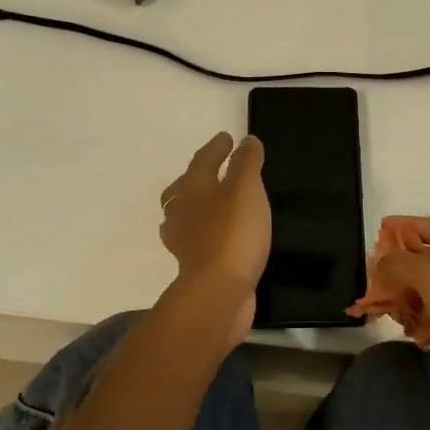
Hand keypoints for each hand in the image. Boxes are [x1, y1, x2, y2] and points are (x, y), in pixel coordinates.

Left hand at [158, 132, 268, 345]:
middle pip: (184, 189)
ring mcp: (185, 242)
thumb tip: (246, 141)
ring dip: (199, 207)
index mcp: (192, 189)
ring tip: (217, 204)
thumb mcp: (245, 188)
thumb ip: (246, 162)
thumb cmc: (232, 232)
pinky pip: (200, 241)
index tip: (226, 138)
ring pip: (188, 216)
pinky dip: (208, 234)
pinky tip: (223, 238)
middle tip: (213, 170)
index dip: (216, 148)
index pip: (203, 160)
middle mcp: (182, 213)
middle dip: (197, 177)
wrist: (219, 292)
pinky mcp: (196, 267)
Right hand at [374, 217, 429, 416]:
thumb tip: (381, 266)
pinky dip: (419, 321)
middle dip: (402, 266)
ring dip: (406, 296)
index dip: (409, 225)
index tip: (381, 229)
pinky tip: (406, 328)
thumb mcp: (428, 271)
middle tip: (374, 271)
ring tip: (382, 302)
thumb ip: (397, 262)